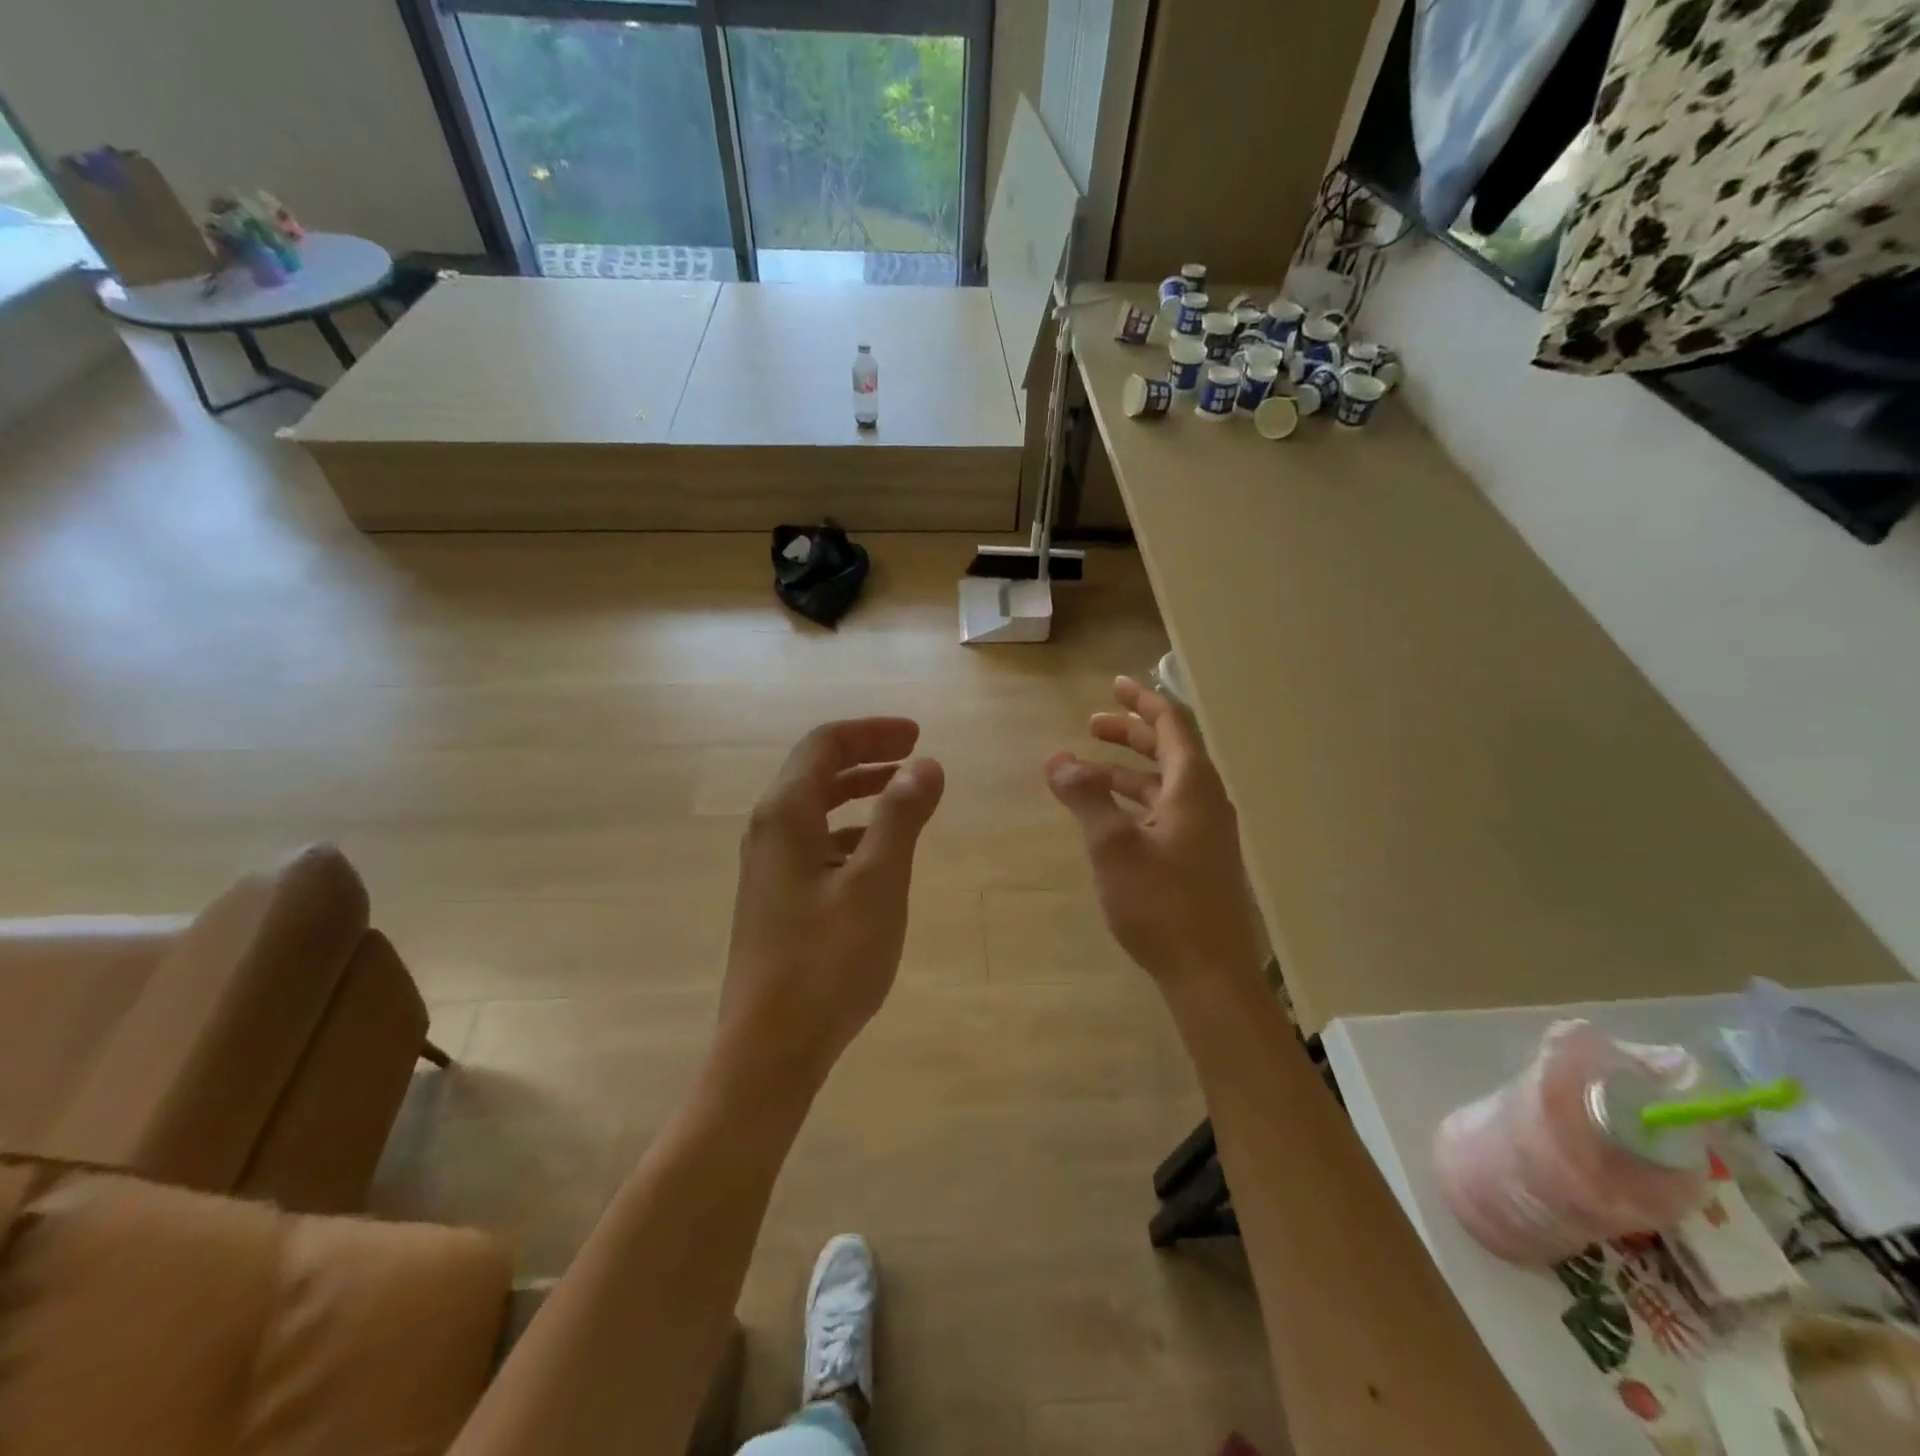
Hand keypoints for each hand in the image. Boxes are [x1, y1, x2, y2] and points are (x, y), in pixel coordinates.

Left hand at [719, 718, 944, 1085]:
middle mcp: (768, 831)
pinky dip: (850, 833)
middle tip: (915, 756)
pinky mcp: (776, 899)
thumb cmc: (827, 960)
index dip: (872, 731)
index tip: (917, 735)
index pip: (825, 744)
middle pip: (816, 771)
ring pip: (816, 809)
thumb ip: (901, 816)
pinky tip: (879, 855)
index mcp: (785, 815)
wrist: (769, 1049)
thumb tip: (925, 765)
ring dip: (859, 794)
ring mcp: (768, 868)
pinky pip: (815, 844)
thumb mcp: (877, 882)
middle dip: (867, 757)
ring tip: (904, 799)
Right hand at [1046, 677, 1264, 987]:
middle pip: (1170, 751)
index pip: (1173, 724)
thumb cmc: (1161, 904)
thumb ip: (1085, 797)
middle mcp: (1206, 802)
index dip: (1142, 701)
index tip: (1115, 685)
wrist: (1209, 973)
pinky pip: (1166, 812)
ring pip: (1165, 785)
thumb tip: (1057, 758)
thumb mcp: (1112, 846)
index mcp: (1193, 787)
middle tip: (1092, 724)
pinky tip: (1109, 818)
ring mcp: (1206, 833)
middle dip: (1131, 733)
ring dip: (1129, 771)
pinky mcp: (1199, 859)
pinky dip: (1136, 802)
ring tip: (1088, 771)